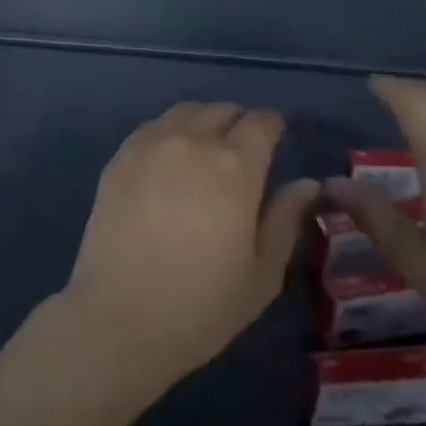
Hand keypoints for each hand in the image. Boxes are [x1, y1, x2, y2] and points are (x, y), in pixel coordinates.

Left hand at [58, 103, 317, 392]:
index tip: (276, 140)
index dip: (273, 127)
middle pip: (221, 110)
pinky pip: (152, 127)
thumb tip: (307, 184)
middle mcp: (191, 142)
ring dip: (203, 122)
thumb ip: (285, 219)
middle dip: (239, 123)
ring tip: (206, 151)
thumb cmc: (202, 305)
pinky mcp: (119, 157)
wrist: (120, 315)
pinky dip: (169, 132)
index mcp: (235, 167)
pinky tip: (170, 161)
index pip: (261, 122)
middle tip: (243, 151)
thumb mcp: (262, 273)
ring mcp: (149, 145)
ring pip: (185, 112)